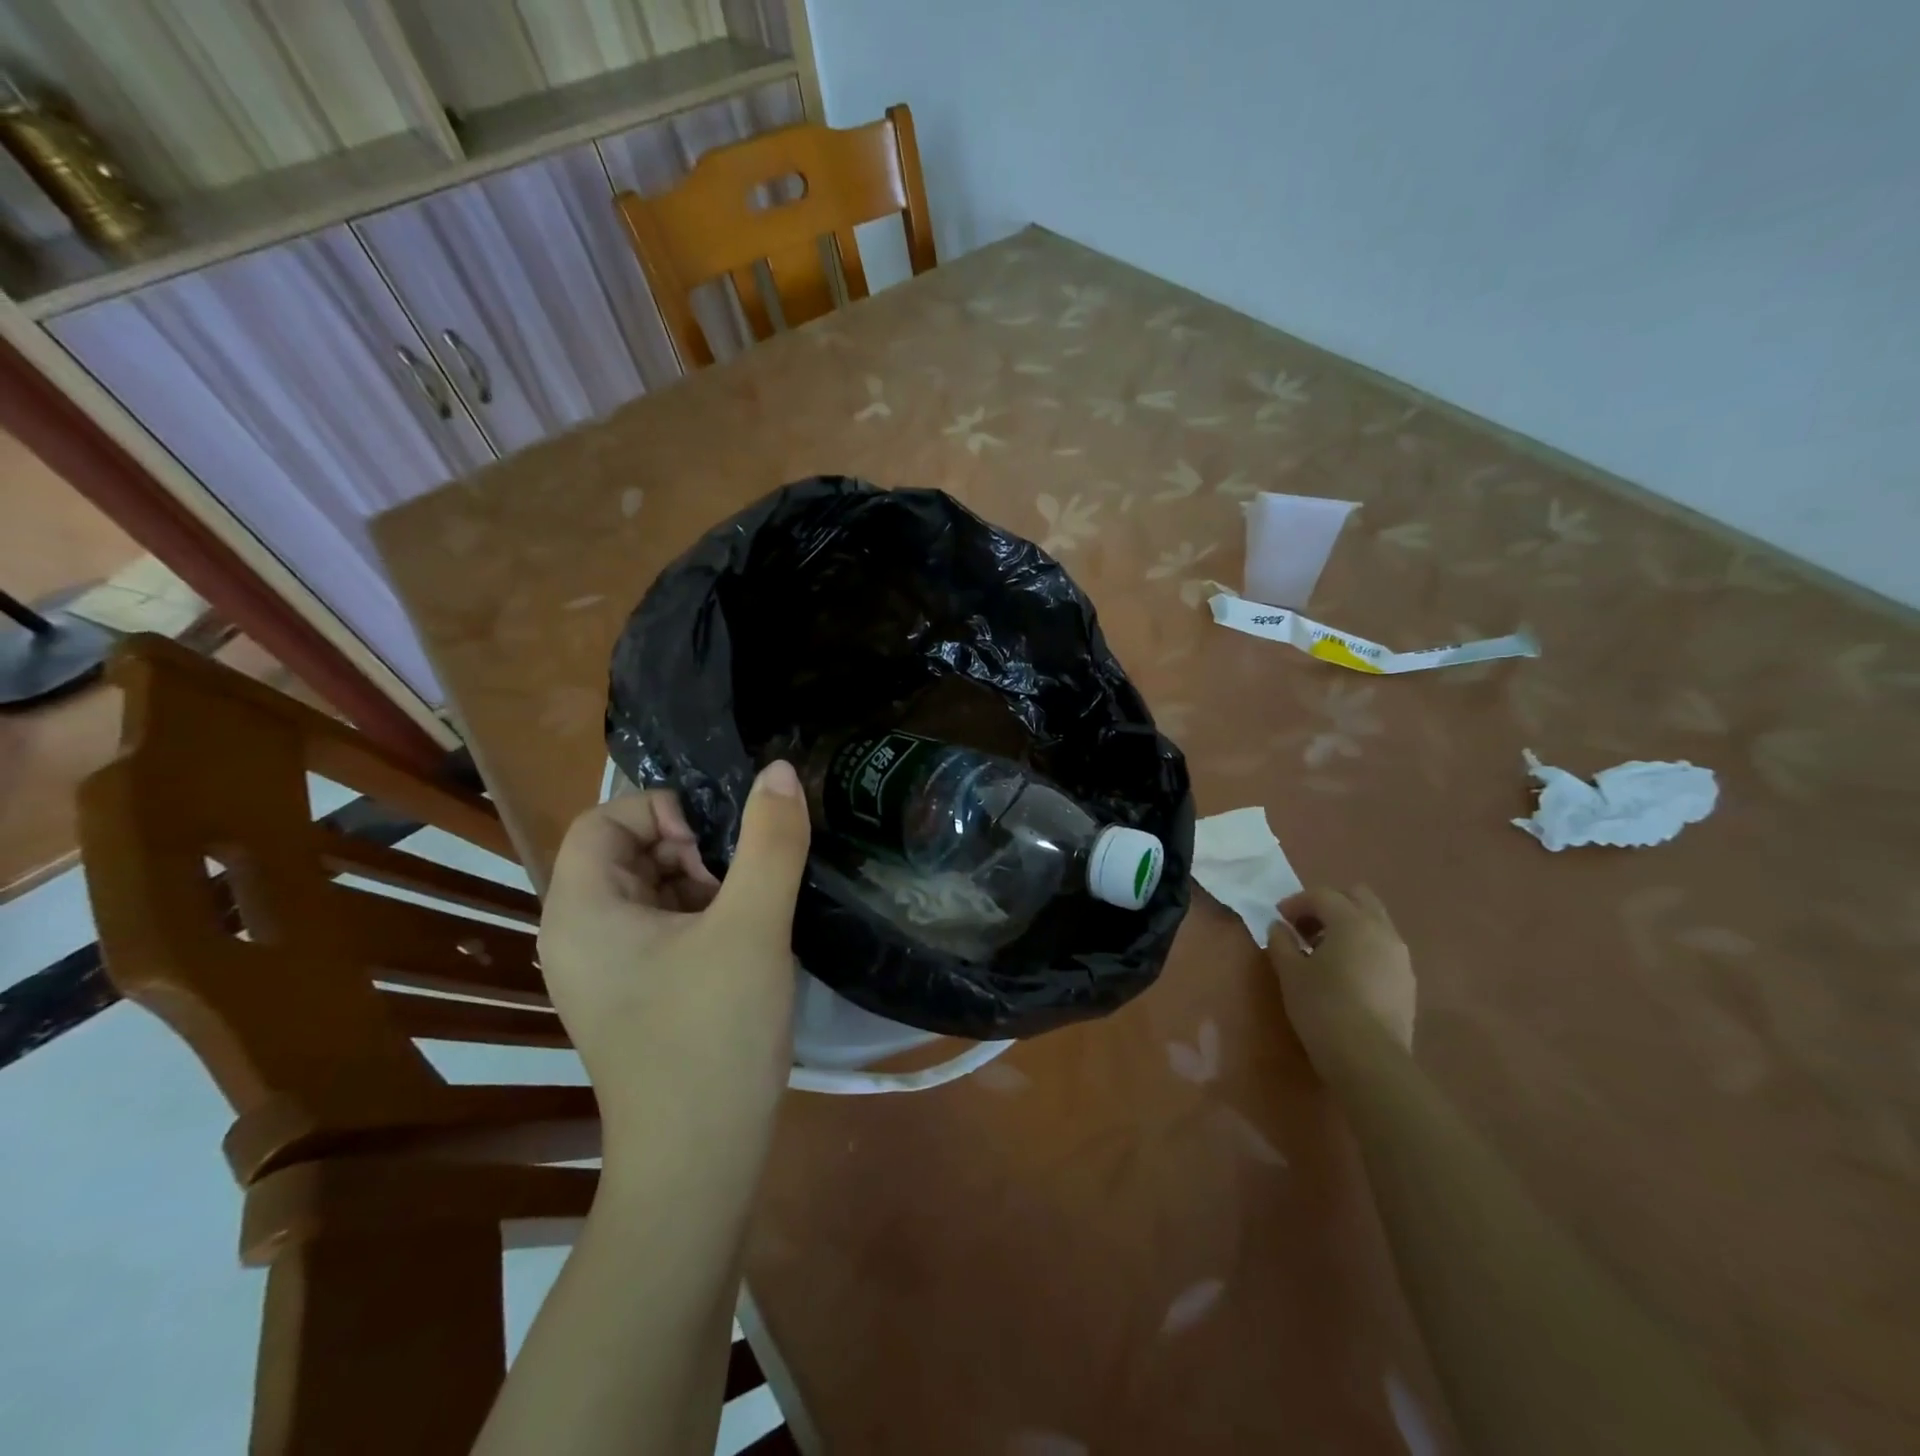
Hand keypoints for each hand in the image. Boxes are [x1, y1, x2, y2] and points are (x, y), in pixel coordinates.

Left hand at [538, 762, 811, 1157]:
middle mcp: (579, 936)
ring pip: (652, 891)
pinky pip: (663, 929)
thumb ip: (770, 841)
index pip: (603, 820)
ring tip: (749, 913)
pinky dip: (703, 918)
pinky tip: (745, 942)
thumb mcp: (751, 926)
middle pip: (628, 853)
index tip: (718, 841)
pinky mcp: (636, 996)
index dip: (661, 810)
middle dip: (691, 850)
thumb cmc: (713, 1035)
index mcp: (581, 911)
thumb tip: (778, 771)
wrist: (699, 1162)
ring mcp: (606, 972)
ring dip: (704, 884)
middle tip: (740, 881)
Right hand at [1268, 886, 1415, 1069]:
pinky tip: (1345, 974)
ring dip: (1347, 926)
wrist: (1369, 1060)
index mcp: (1352, 922)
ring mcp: (1400, 956)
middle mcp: (1382, 930)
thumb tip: (1279, 927)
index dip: (1296, 902)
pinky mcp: (1407, 981)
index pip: (1322, 895)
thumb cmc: (1322, 1007)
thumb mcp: (1290, 972)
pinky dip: (1362, 947)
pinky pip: (1383, 948)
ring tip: (1324, 952)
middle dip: (1329, 905)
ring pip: (1374, 922)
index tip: (1279, 918)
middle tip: (1306, 927)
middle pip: (1357, 897)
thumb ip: (1281, 942)